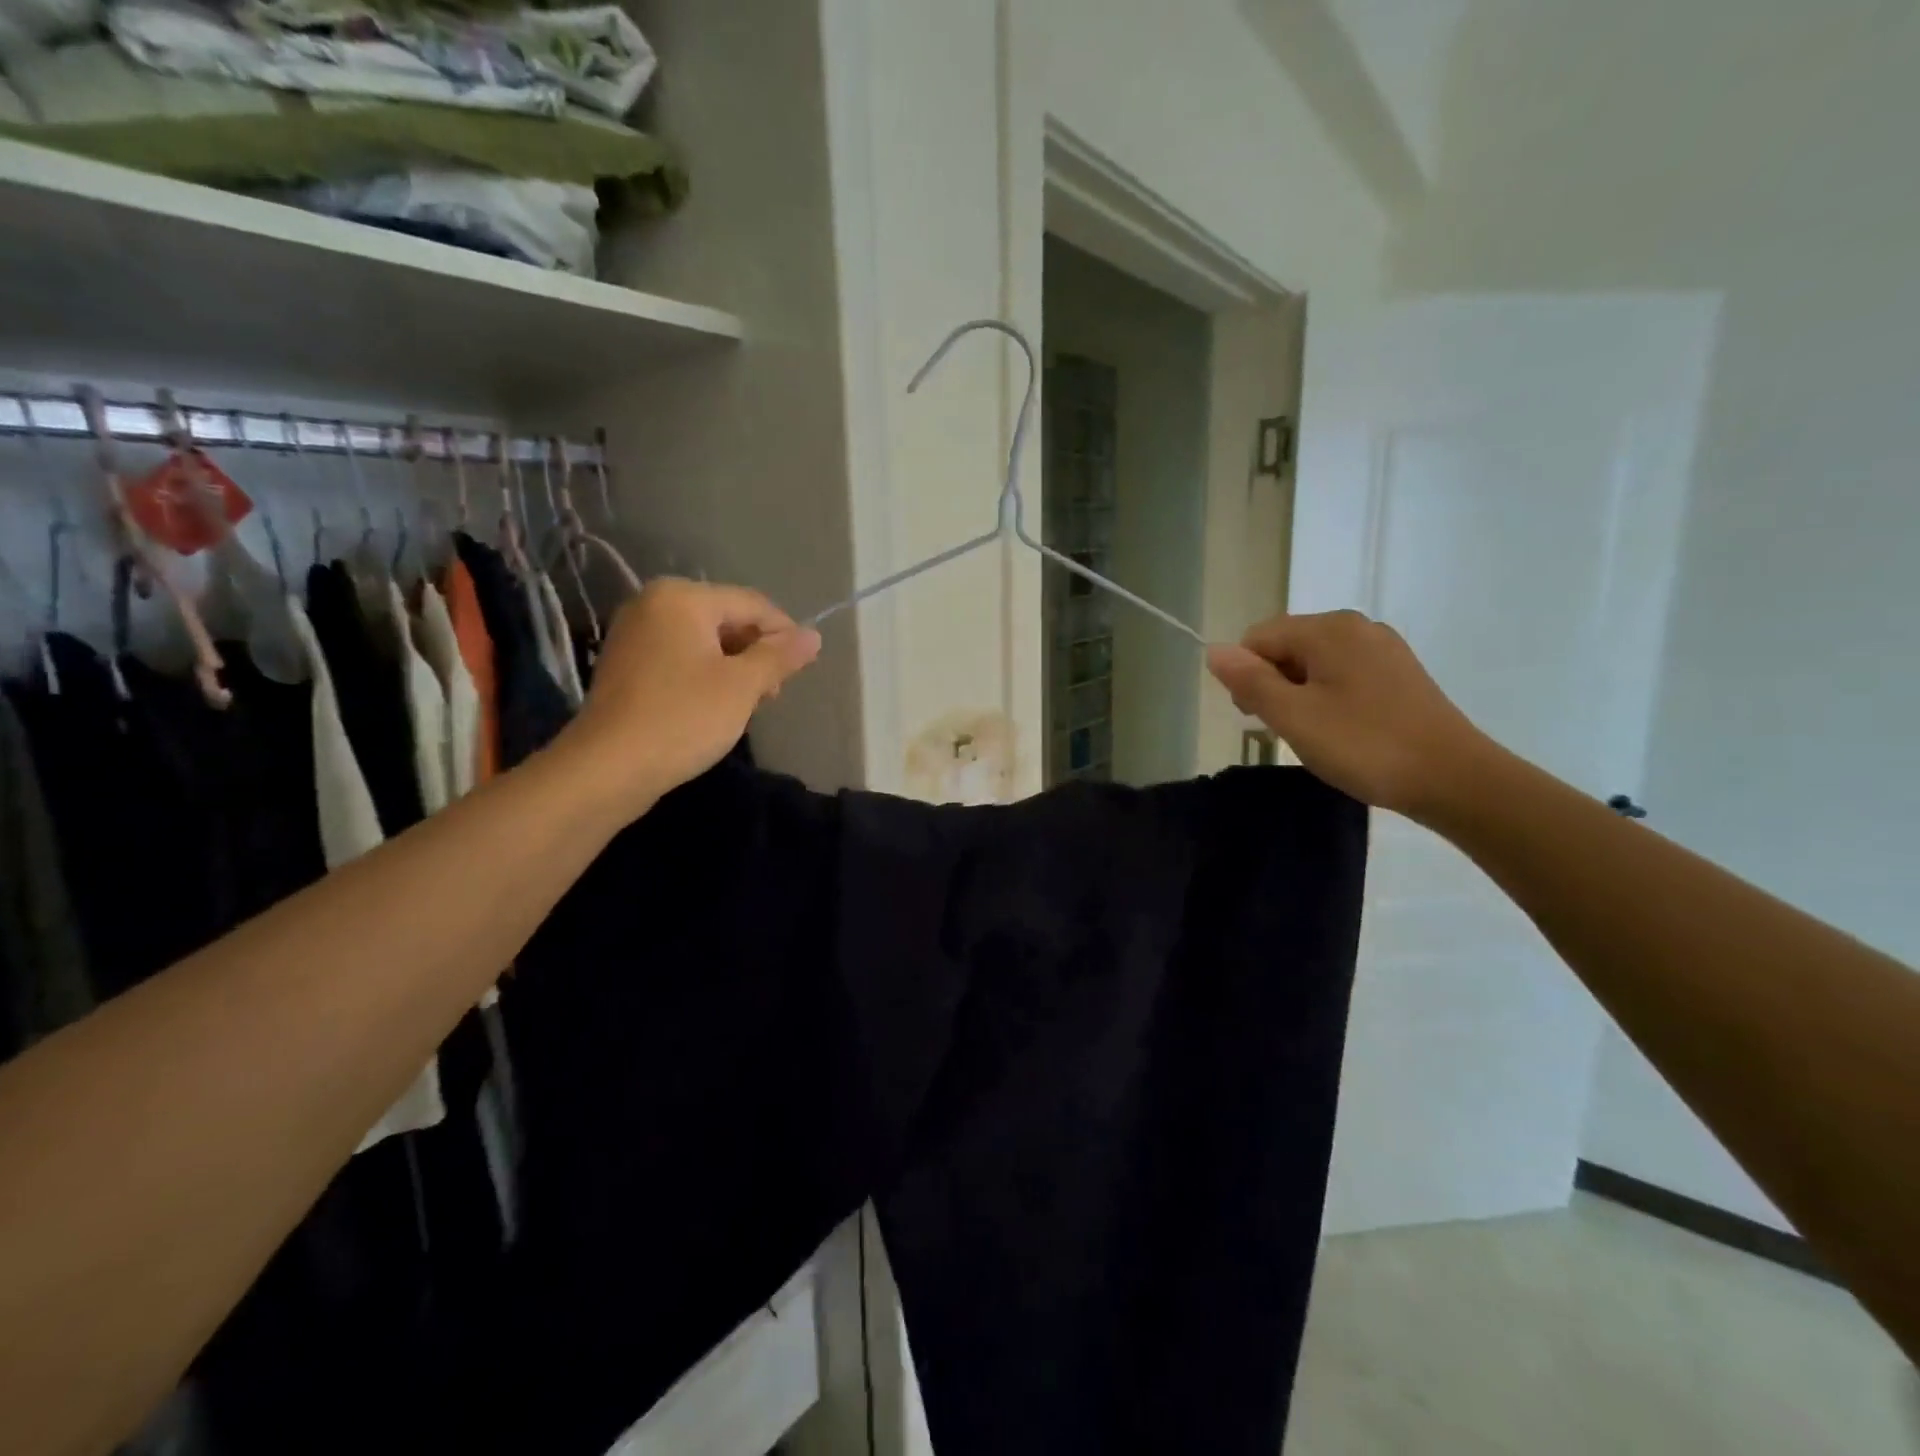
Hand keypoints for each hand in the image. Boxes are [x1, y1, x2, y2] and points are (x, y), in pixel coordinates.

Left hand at [559, 579, 820, 816]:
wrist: (608, 767)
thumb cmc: (683, 718)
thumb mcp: (742, 686)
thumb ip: (780, 656)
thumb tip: (814, 636)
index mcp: (682, 597)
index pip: (751, 604)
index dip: (784, 633)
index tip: (802, 669)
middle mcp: (653, 603)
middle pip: (726, 618)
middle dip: (757, 652)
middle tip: (771, 694)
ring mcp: (635, 634)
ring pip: (704, 641)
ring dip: (734, 667)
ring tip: (747, 704)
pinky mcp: (626, 664)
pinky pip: (680, 657)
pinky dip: (705, 675)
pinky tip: (715, 706)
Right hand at [1206, 610, 1491, 820]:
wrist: (1453, 778)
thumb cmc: (1364, 745)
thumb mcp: (1294, 717)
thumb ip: (1250, 681)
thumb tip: (1214, 650)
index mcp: (1328, 629)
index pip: (1258, 638)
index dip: (1246, 677)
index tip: (1258, 719)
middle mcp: (1356, 626)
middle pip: (1286, 646)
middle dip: (1272, 684)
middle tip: (1286, 730)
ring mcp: (1383, 648)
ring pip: (1314, 662)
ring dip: (1299, 694)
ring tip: (1315, 734)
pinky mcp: (1399, 673)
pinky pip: (1343, 674)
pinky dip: (1328, 697)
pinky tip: (1342, 729)